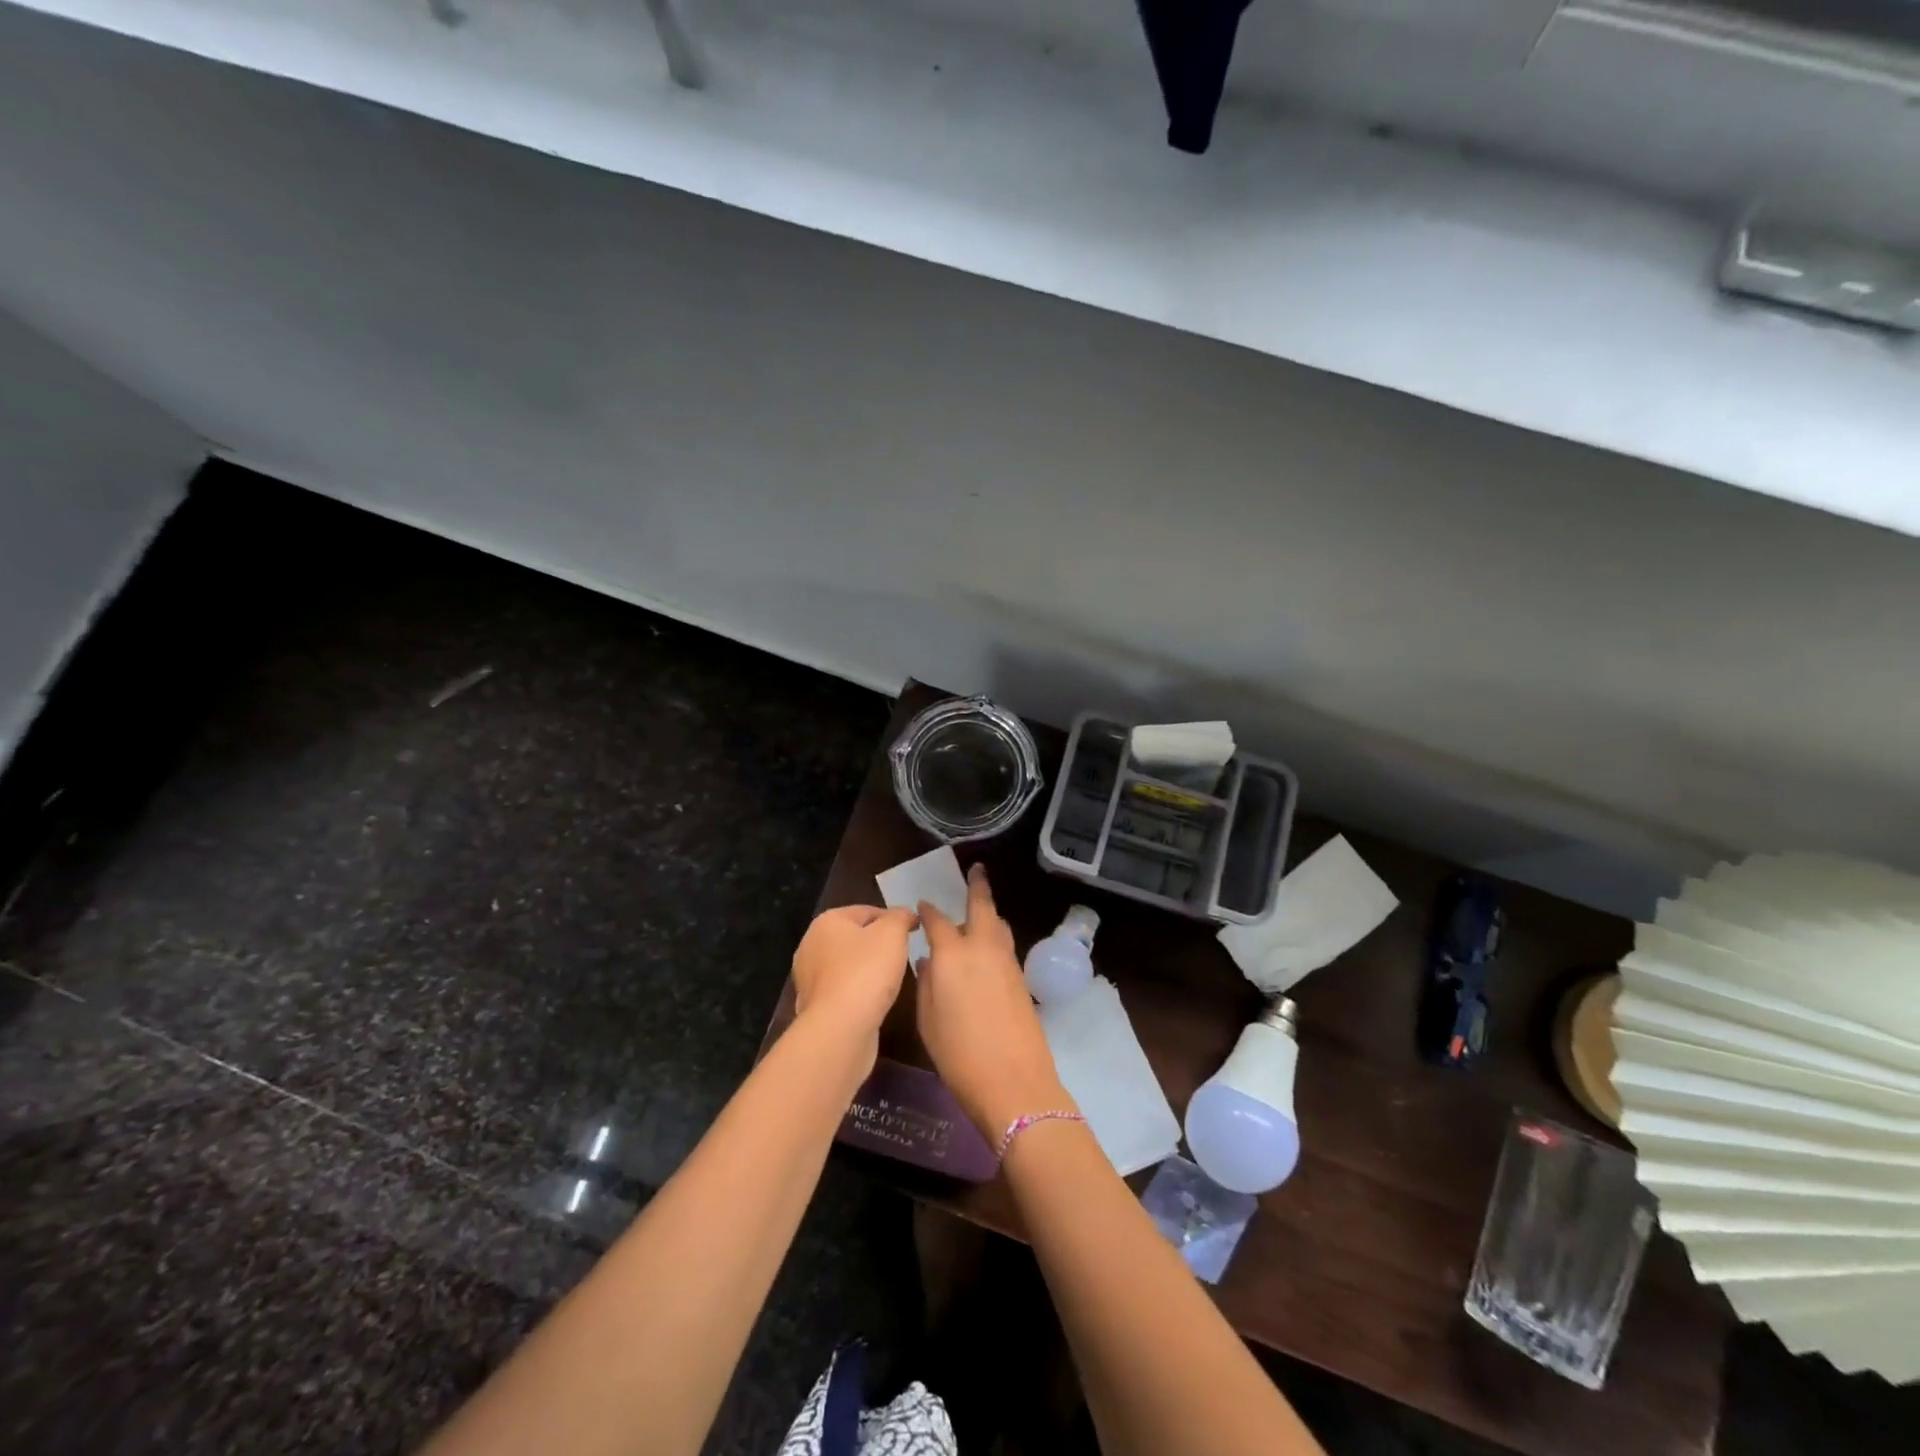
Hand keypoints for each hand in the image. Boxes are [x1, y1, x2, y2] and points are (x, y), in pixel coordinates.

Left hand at [791, 905, 917, 1056]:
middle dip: (878, 945)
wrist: (840, 1029)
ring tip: (891, 980)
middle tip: (903, 955)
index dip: (893, 919)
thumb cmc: (867, 972)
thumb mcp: (892, 933)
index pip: (867, 911)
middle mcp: (811, 945)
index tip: (914, 932)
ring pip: (848, 965)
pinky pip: (842, 990)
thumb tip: (905, 914)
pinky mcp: (813, 1006)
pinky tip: (873, 1001)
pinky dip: (857, 992)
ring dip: (868, 970)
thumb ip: (900, 917)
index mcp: (827, 921)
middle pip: (855, 937)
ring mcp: (808, 978)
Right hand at [917, 864, 1071, 1139]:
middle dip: (978, 886)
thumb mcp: (927, 1020)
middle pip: (982, 907)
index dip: (928, 911)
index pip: (937, 921)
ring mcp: (1007, 961)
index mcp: (952, 955)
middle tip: (976, 870)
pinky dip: (995, 936)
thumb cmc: (958, 1054)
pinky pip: (1005, 945)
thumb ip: (926, 984)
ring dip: (988, 913)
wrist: (1013, 1081)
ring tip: (979, 910)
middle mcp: (981, 948)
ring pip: (998, 925)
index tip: (922, 906)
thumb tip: (929, 961)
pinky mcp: (1022, 978)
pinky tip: (987, 948)